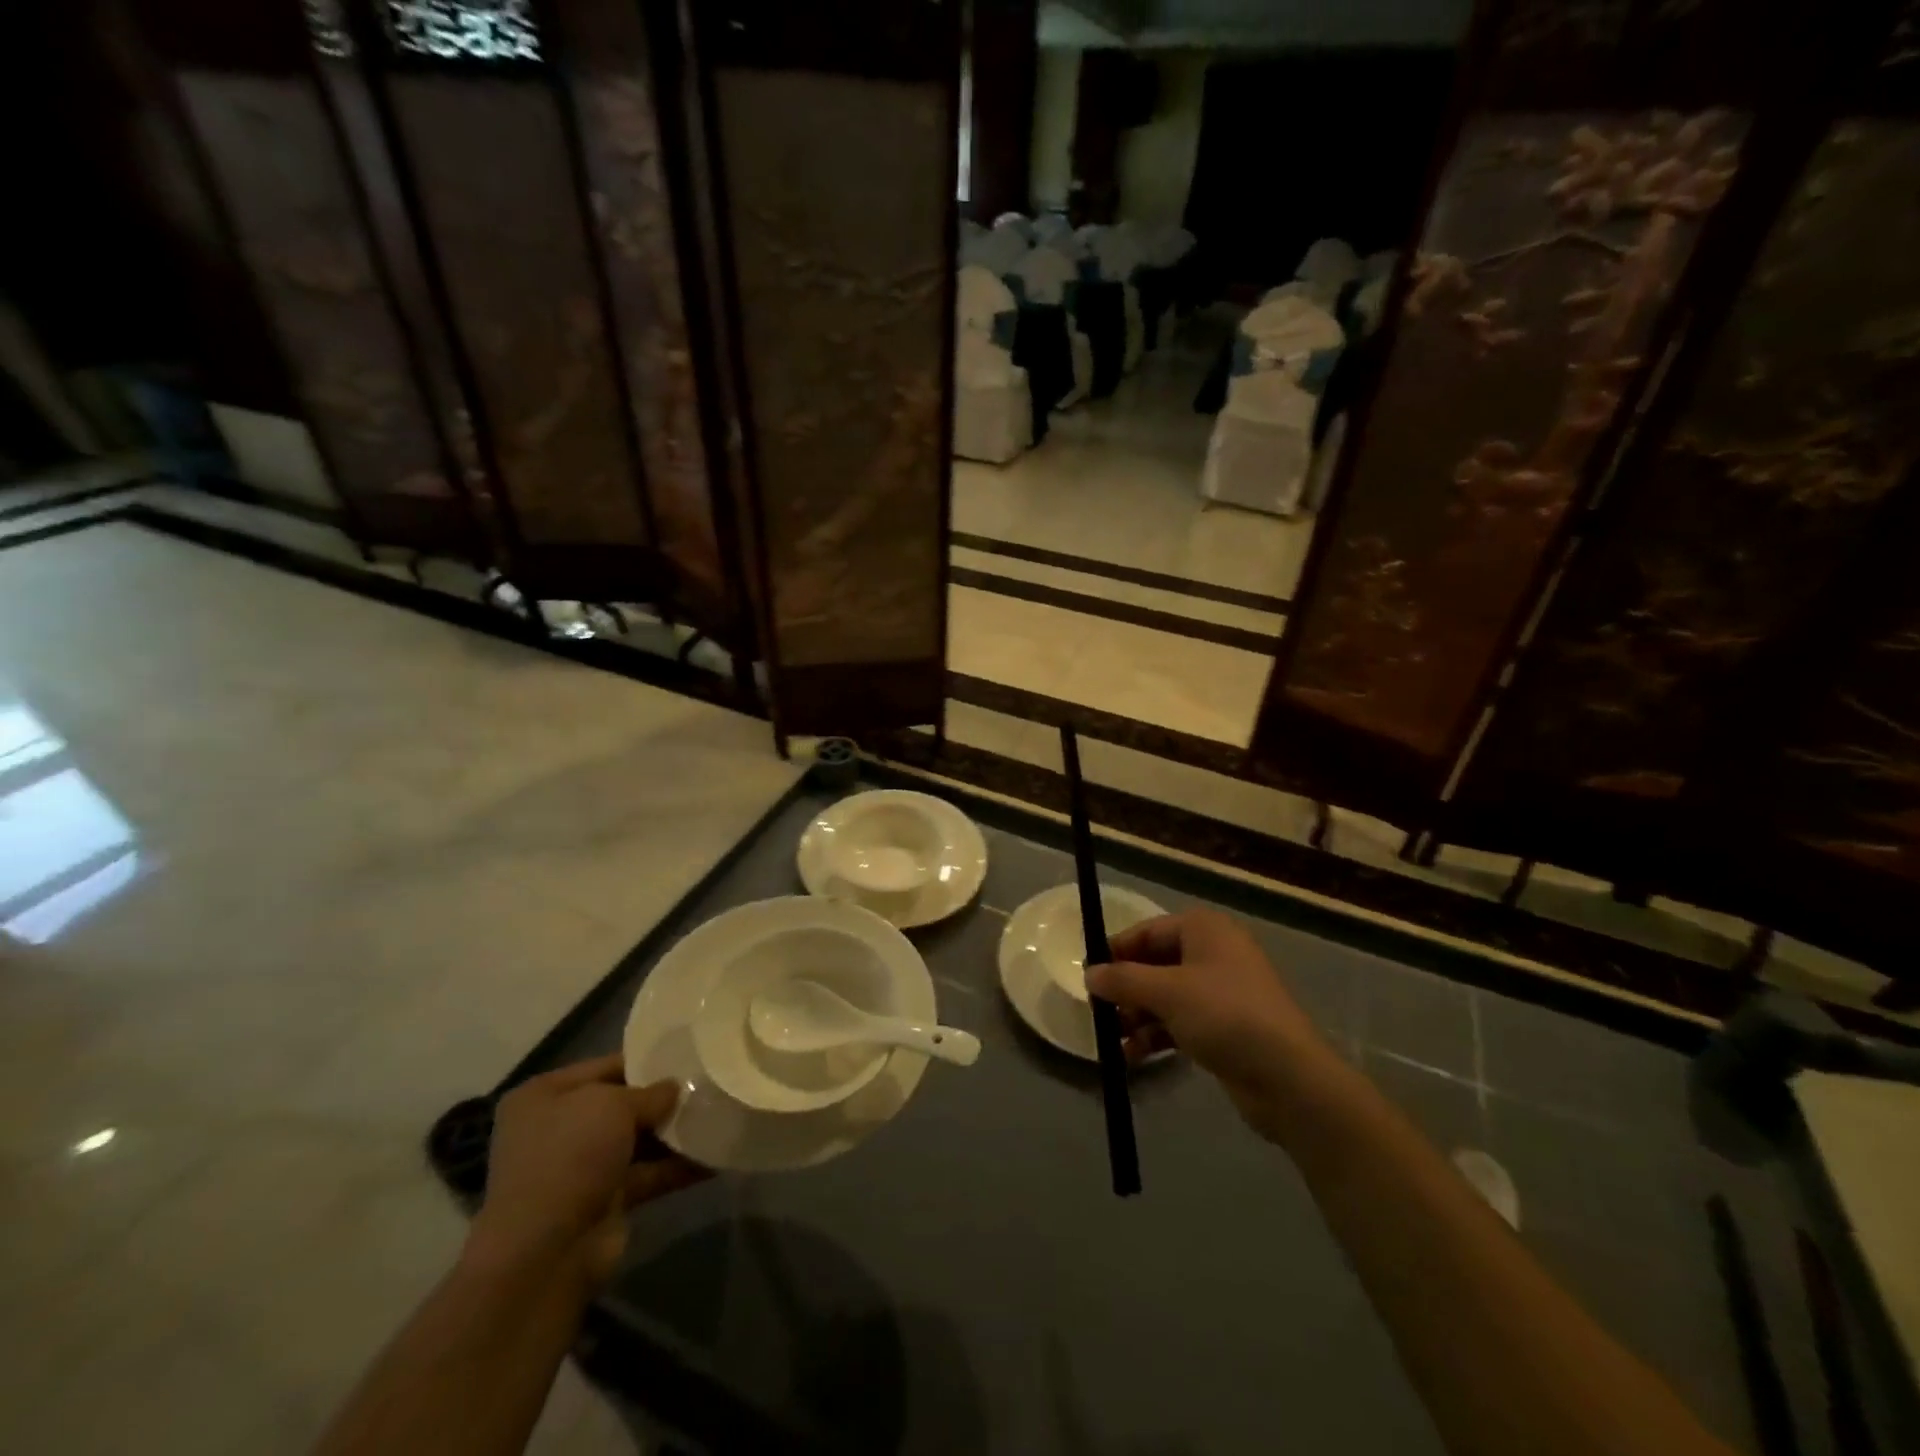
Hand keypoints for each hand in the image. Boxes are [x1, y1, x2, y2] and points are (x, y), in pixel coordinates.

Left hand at [467, 1055, 709, 1287]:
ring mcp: (581, 1168)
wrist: (545, 1253)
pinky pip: (648, 1174)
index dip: (648, 1059)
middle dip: (664, 1098)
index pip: (607, 1066)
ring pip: (638, 1140)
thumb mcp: (612, 1105)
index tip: (690, 1052)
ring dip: (675, 1132)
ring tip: (721, 1112)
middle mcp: (559, 1128)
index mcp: (546, 1096)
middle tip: (710, 1082)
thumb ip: (650, 1092)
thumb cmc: (570, 1157)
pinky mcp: (604, 1201)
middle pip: (623, 1104)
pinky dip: (678, 1166)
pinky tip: (716, 1154)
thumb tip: (675, 1089)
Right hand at [1087, 908, 1342, 1143]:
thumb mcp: (1167, 993)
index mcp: (1204, 930)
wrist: (1289, 1078)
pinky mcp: (1225, 1027)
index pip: (1148, 931)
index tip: (1087, 975)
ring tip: (1112, 1039)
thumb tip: (1088, 974)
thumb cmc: (1225, 1016)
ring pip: (1165, 996)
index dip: (1116, 951)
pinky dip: (1156, 1035)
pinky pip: (1179, 1022)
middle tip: (1098, 1011)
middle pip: (1155, 964)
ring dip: (1137, 1016)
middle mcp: (1213, 953)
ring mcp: (1221, 991)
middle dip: (1126, 989)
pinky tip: (1133, 1057)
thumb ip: (1123, 980)